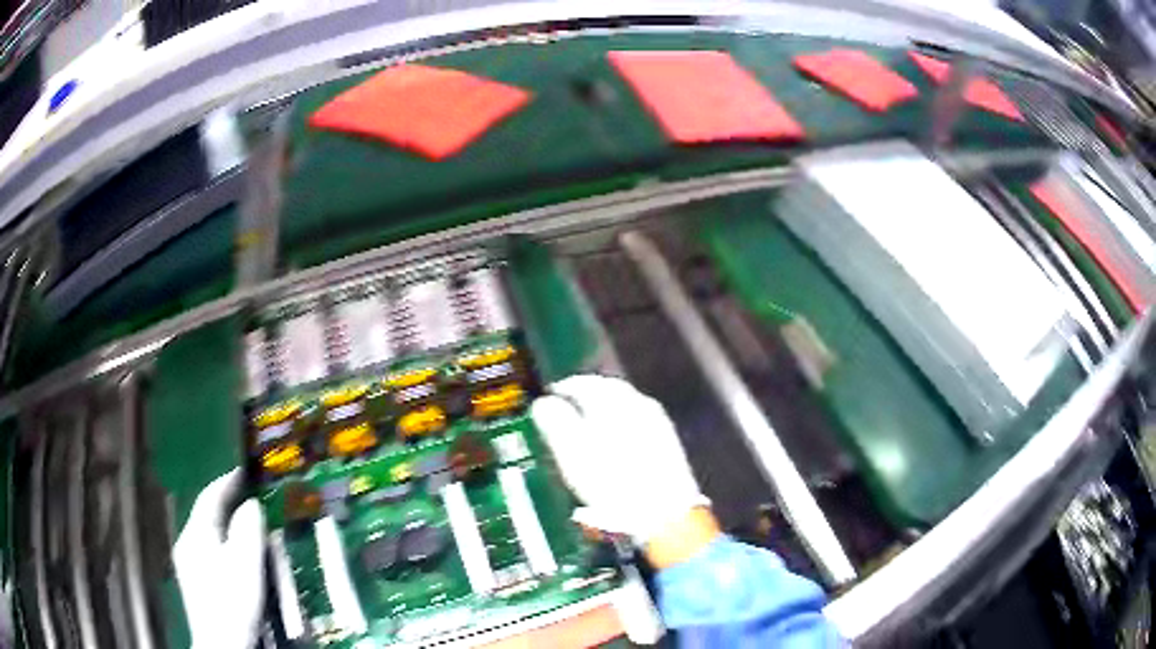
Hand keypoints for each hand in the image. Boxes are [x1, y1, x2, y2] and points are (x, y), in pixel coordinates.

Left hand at [174, 469, 264, 648]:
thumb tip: (251, 506)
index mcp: (196, 533)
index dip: (226, 482)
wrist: (221, 643)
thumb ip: (248, 530)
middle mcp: (186, 542)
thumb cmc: (233, 601)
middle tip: (246, 498)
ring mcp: (187, 563)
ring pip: (206, 534)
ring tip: (243, 526)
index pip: (209, 498)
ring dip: (223, 526)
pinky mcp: (193, 581)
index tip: (242, 471)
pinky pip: (207, 551)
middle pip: (205, 515)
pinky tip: (232, 558)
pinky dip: (221, 545)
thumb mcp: (245, 565)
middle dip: (225, 505)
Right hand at [530, 375, 716, 564]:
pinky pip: (638, 423)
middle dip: (586, 398)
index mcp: (614, 401)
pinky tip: (615, 445)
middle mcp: (639, 404)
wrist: (665, 513)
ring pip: (625, 407)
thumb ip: (556, 422)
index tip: (551, 398)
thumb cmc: (614, 483)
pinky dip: (621, 427)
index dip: (563, 389)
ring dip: (605, 412)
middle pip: (607, 391)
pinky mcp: (668, 443)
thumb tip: (544, 404)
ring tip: (588, 429)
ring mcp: (657, 423)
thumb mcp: (573, 453)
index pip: (583, 382)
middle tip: (568, 411)